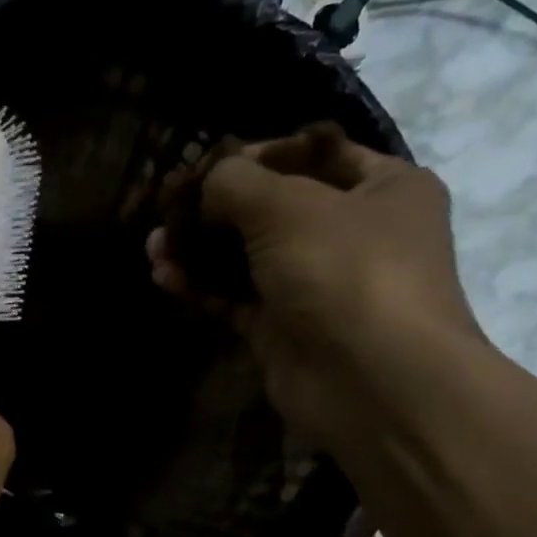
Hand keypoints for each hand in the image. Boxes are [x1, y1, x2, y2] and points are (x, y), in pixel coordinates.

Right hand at [148, 126, 479, 445]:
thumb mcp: (287, 205)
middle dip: (216, 209)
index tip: (203, 166)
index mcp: (383, 187)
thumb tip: (207, 183)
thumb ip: (236, 182)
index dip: (257, 155)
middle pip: (274, 208)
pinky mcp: (286, 329)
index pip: (313, 154)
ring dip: (201, 250)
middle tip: (167, 210)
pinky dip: (204, 287)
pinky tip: (164, 276)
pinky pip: (238, 298)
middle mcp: (354, 233)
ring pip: (249, 257)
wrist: (371, 383)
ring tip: (154, 247)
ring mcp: (318, 285)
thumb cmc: (344, 271)